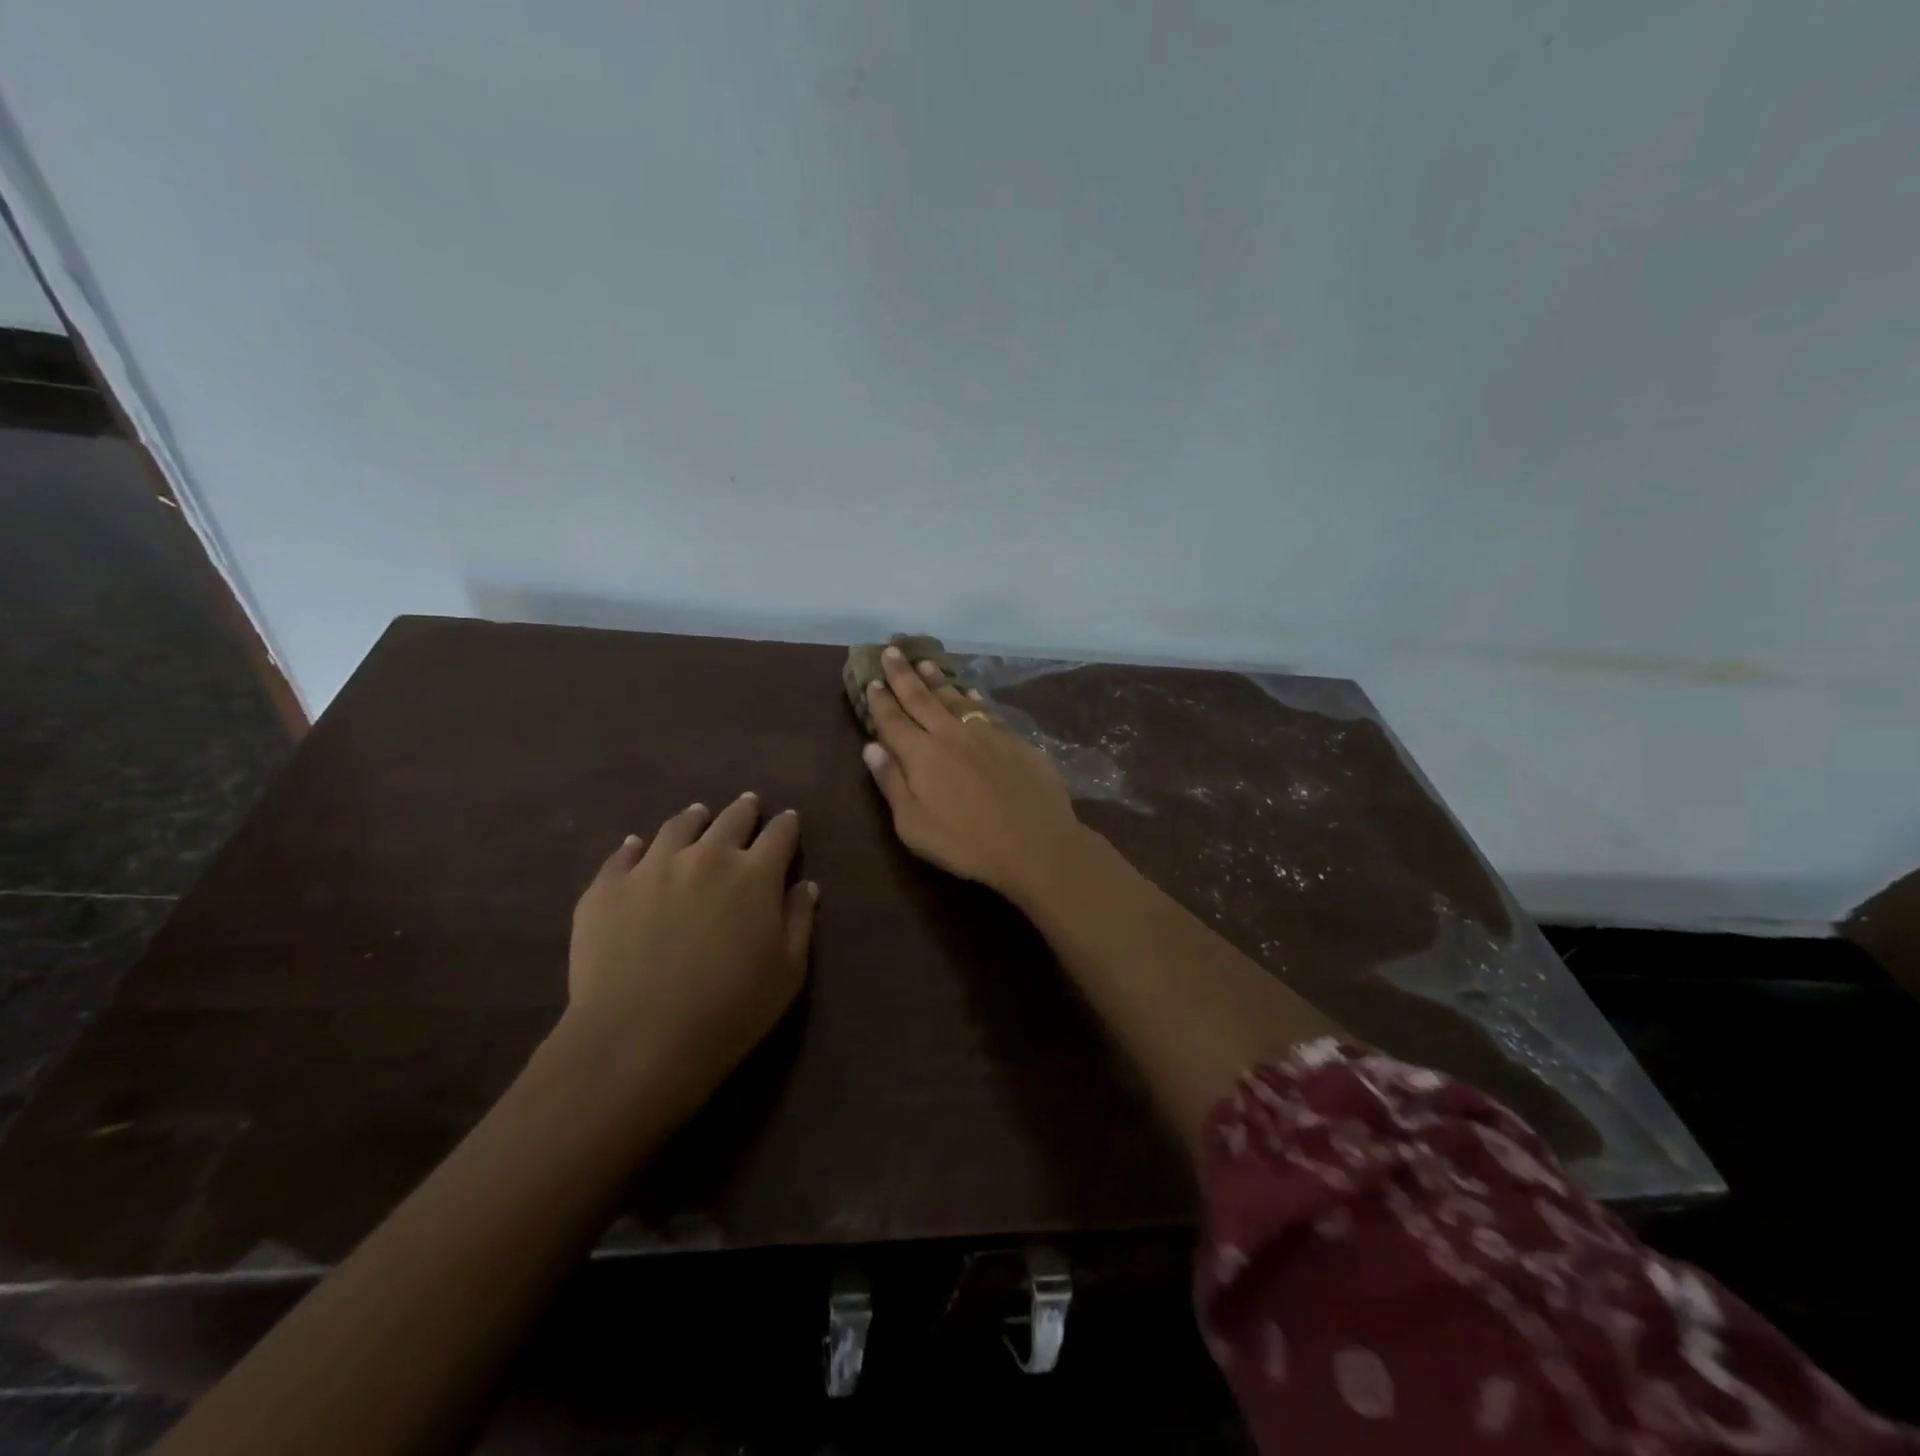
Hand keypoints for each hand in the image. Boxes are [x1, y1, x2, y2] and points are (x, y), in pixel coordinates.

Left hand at [562, 795, 816, 1113]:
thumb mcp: (787, 973)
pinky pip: (624, 853)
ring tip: (697, 814)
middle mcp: (707, 856)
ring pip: (678, 827)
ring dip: (694, 818)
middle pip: (731, 820)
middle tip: (748, 804)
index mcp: (755, 874)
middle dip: (744, 810)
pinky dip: (636, 846)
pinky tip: (637, 846)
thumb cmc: (729, 1011)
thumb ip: (799, 922)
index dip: (787, 825)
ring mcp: (652, 867)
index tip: (788, 819)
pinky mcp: (608, 886)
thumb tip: (804, 885)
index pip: (779, 835)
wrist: (638, 1038)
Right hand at [861, 646, 1089, 900]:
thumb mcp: (914, 825)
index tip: (871, 679)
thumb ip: (891, 783)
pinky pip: (986, 709)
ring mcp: (985, 733)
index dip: (880, 700)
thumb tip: (870, 747)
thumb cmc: (966, 844)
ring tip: (924, 663)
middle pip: (921, 698)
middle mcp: (950, 734)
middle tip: (892, 650)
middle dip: (903, 674)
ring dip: (937, 679)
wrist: (1035, 844)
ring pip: (955, 697)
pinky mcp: (1013, 739)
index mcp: (920, 755)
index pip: (892, 720)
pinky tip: (970, 690)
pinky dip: (973, 696)